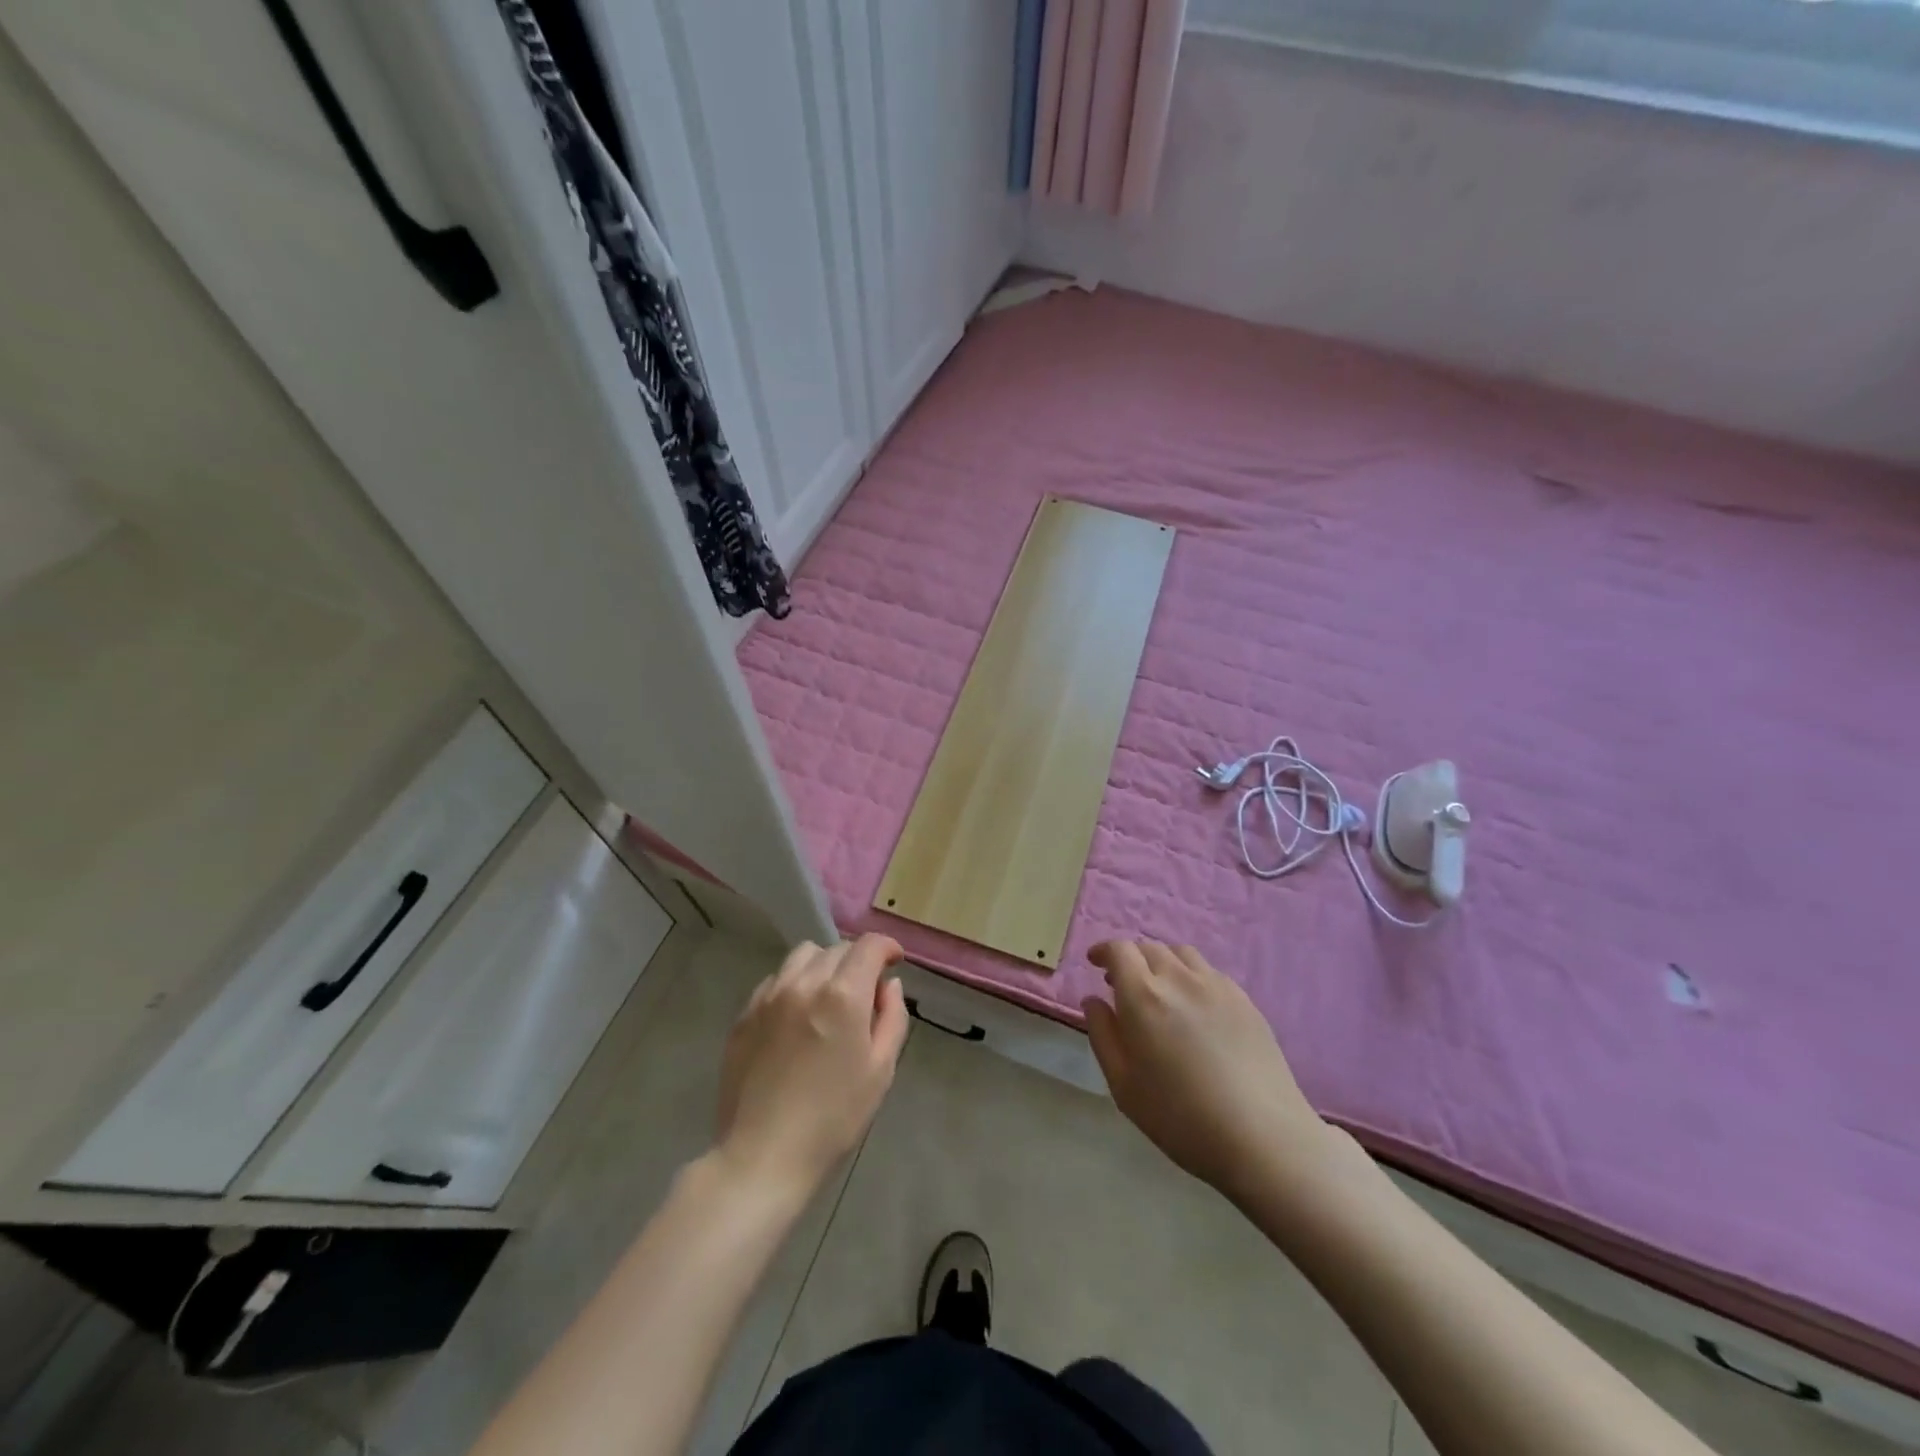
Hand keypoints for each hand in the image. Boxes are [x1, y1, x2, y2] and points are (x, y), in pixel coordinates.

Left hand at [714, 934, 909, 1198]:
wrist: (762, 1156)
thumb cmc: (833, 1118)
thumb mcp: (880, 1071)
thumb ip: (892, 1018)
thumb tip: (889, 985)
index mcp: (843, 995)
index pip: (868, 945)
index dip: (886, 947)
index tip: (894, 962)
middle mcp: (804, 983)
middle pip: (837, 948)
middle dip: (857, 961)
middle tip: (864, 992)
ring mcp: (769, 996)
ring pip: (802, 956)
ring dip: (823, 965)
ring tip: (828, 998)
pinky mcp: (744, 1014)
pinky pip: (775, 980)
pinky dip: (793, 984)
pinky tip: (797, 1016)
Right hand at [1084, 940, 1334, 1204]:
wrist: (1262, 1137)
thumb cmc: (1180, 1117)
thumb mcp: (1123, 1084)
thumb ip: (1102, 1034)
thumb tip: (1093, 1000)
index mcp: (1143, 995)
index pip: (1119, 950)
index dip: (1104, 951)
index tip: (1095, 963)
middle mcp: (1179, 978)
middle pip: (1150, 948)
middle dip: (1131, 959)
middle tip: (1123, 984)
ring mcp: (1216, 985)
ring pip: (1182, 955)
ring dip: (1163, 963)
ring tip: (1161, 991)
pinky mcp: (1245, 1000)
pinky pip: (1209, 973)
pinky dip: (1191, 977)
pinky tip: (1196, 1008)